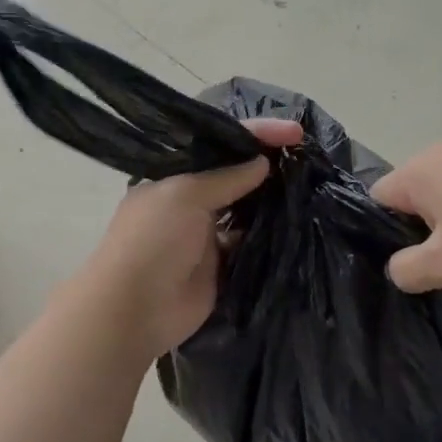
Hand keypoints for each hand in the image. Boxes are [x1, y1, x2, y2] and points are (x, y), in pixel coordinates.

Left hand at [70, 118, 303, 359]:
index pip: (216, 145)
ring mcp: (204, 234)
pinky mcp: (219, 266)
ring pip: (243, 210)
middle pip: (232, 175)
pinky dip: (268, 235)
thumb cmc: (152, 241)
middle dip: (263, 164)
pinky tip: (295, 222)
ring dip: (269, 199)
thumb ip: (226, 177)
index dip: (254, 133)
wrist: (133, 310)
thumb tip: (263, 162)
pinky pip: (249, 244)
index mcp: (172, 176)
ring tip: (307, 184)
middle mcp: (188, 201)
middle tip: (304, 155)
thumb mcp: (185, 195)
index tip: (293, 131)